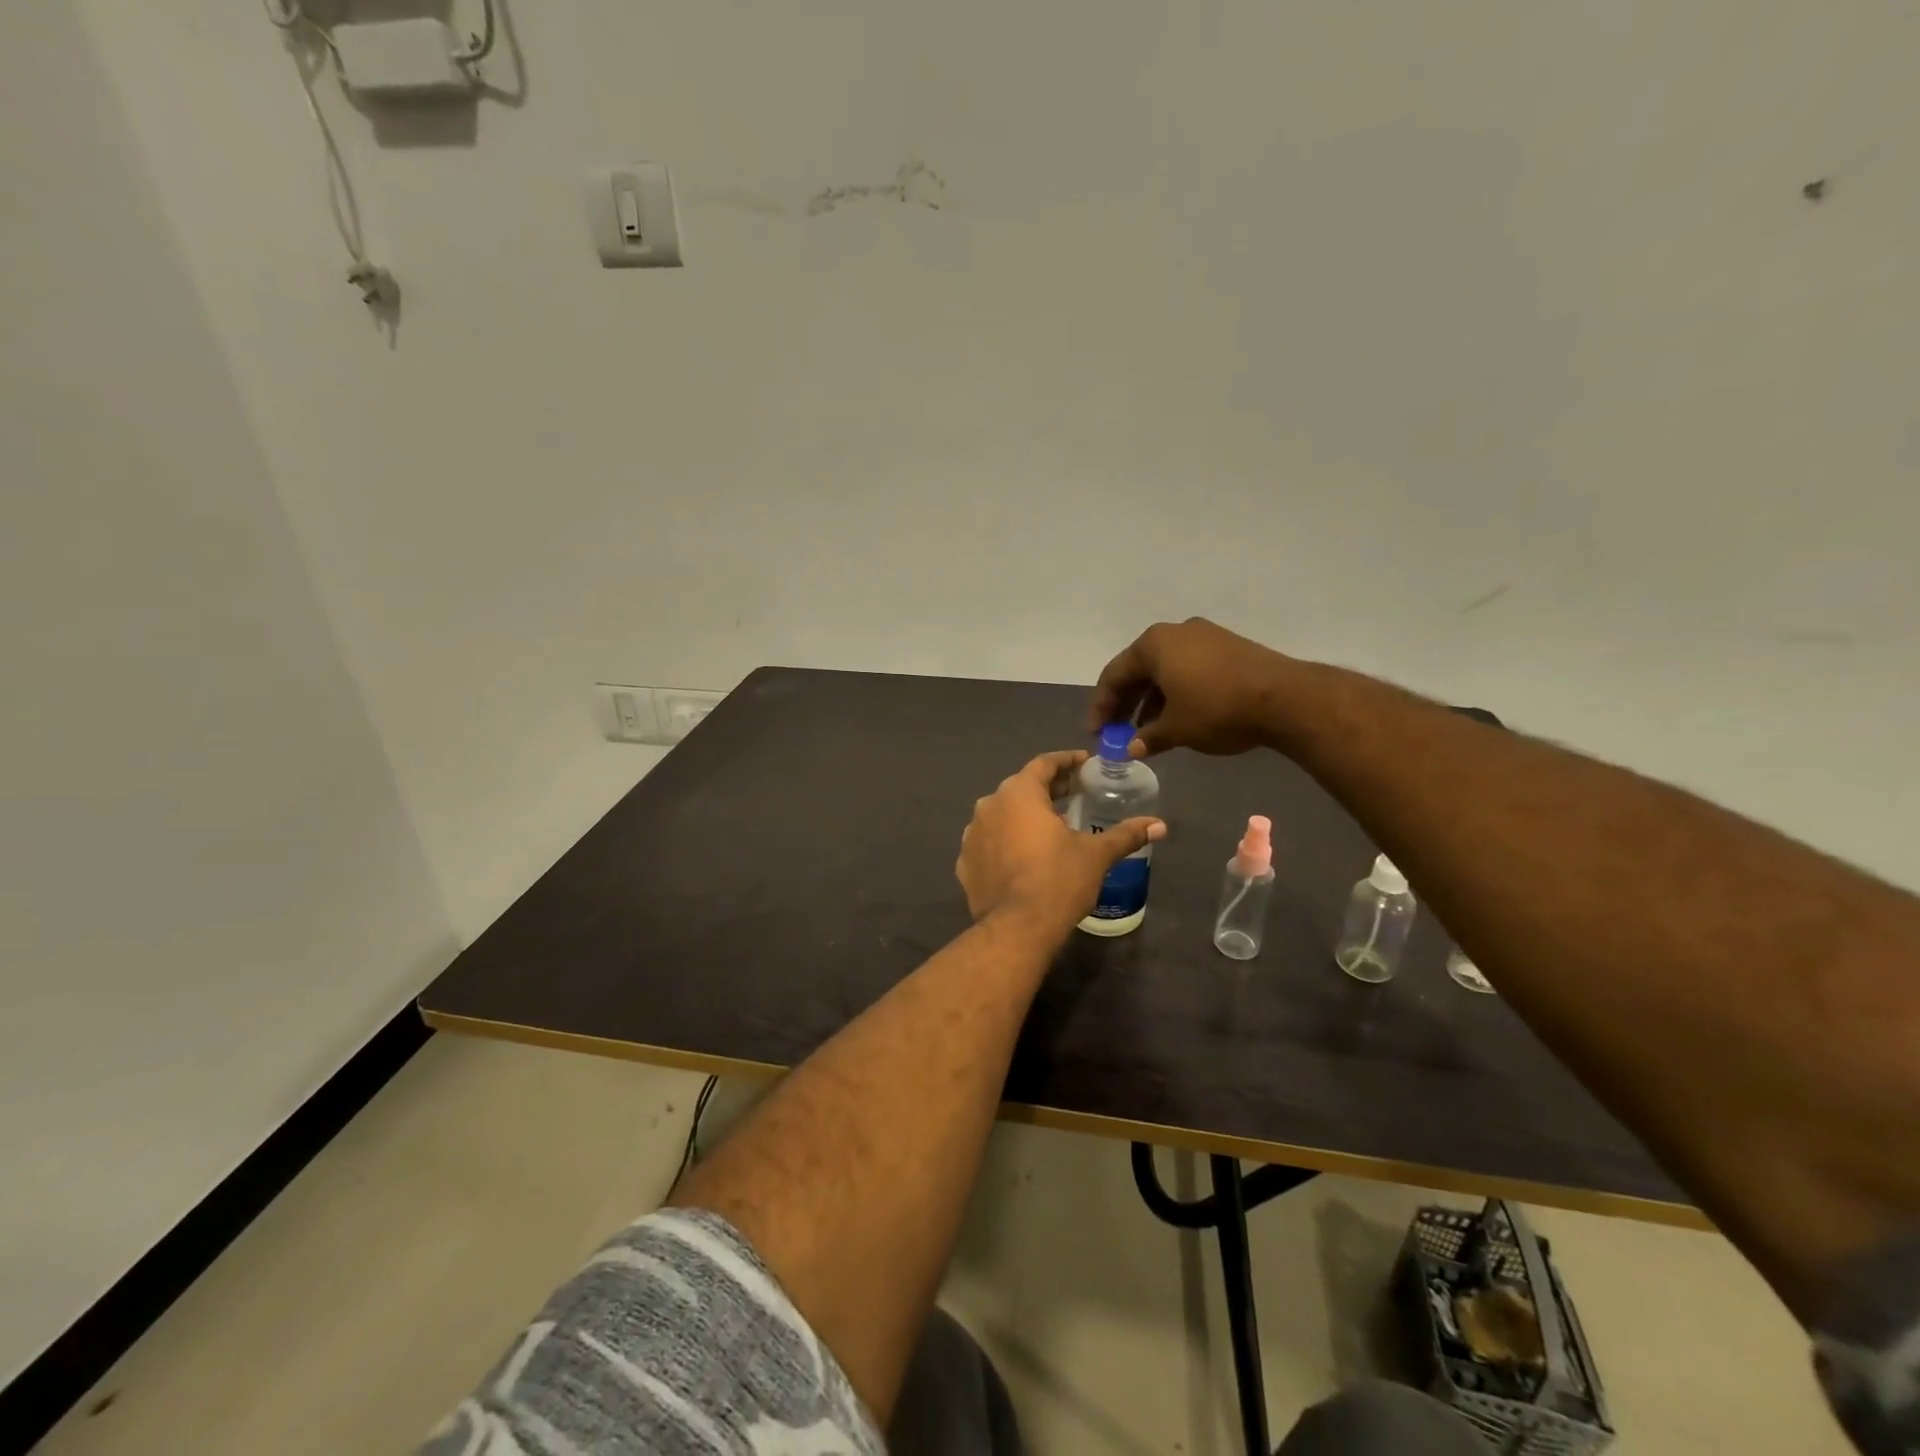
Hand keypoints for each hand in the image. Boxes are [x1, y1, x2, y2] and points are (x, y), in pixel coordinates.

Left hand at [957, 751, 1164, 932]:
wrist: (1016, 929)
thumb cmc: (1058, 880)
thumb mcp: (1096, 855)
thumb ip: (1126, 835)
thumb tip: (1159, 825)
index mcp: (1018, 793)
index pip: (1043, 764)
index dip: (1066, 761)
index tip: (1084, 763)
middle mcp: (989, 805)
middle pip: (1021, 787)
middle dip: (1047, 789)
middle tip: (1073, 794)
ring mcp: (972, 835)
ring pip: (1002, 815)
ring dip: (1024, 816)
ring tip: (1049, 827)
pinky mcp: (965, 863)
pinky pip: (989, 843)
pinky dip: (1006, 842)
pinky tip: (1024, 857)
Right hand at [1090, 618, 1293, 757]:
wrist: (1285, 698)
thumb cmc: (1217, 709)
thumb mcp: (1176, 729)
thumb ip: (1148, 738)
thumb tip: (1132, 748)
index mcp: (1154, 644)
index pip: (1114, 675)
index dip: (1101, 707)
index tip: (1096, 733)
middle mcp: (1175, 632)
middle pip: (1138, 670)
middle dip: (1126, 703)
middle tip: (1116, 732)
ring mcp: (1205, 636)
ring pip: (1165, 670)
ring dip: (1151, 700)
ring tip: (1146, 731)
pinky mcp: (1228, 647)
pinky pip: (1188, 669)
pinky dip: (1175, 692)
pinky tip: (1177, 717)